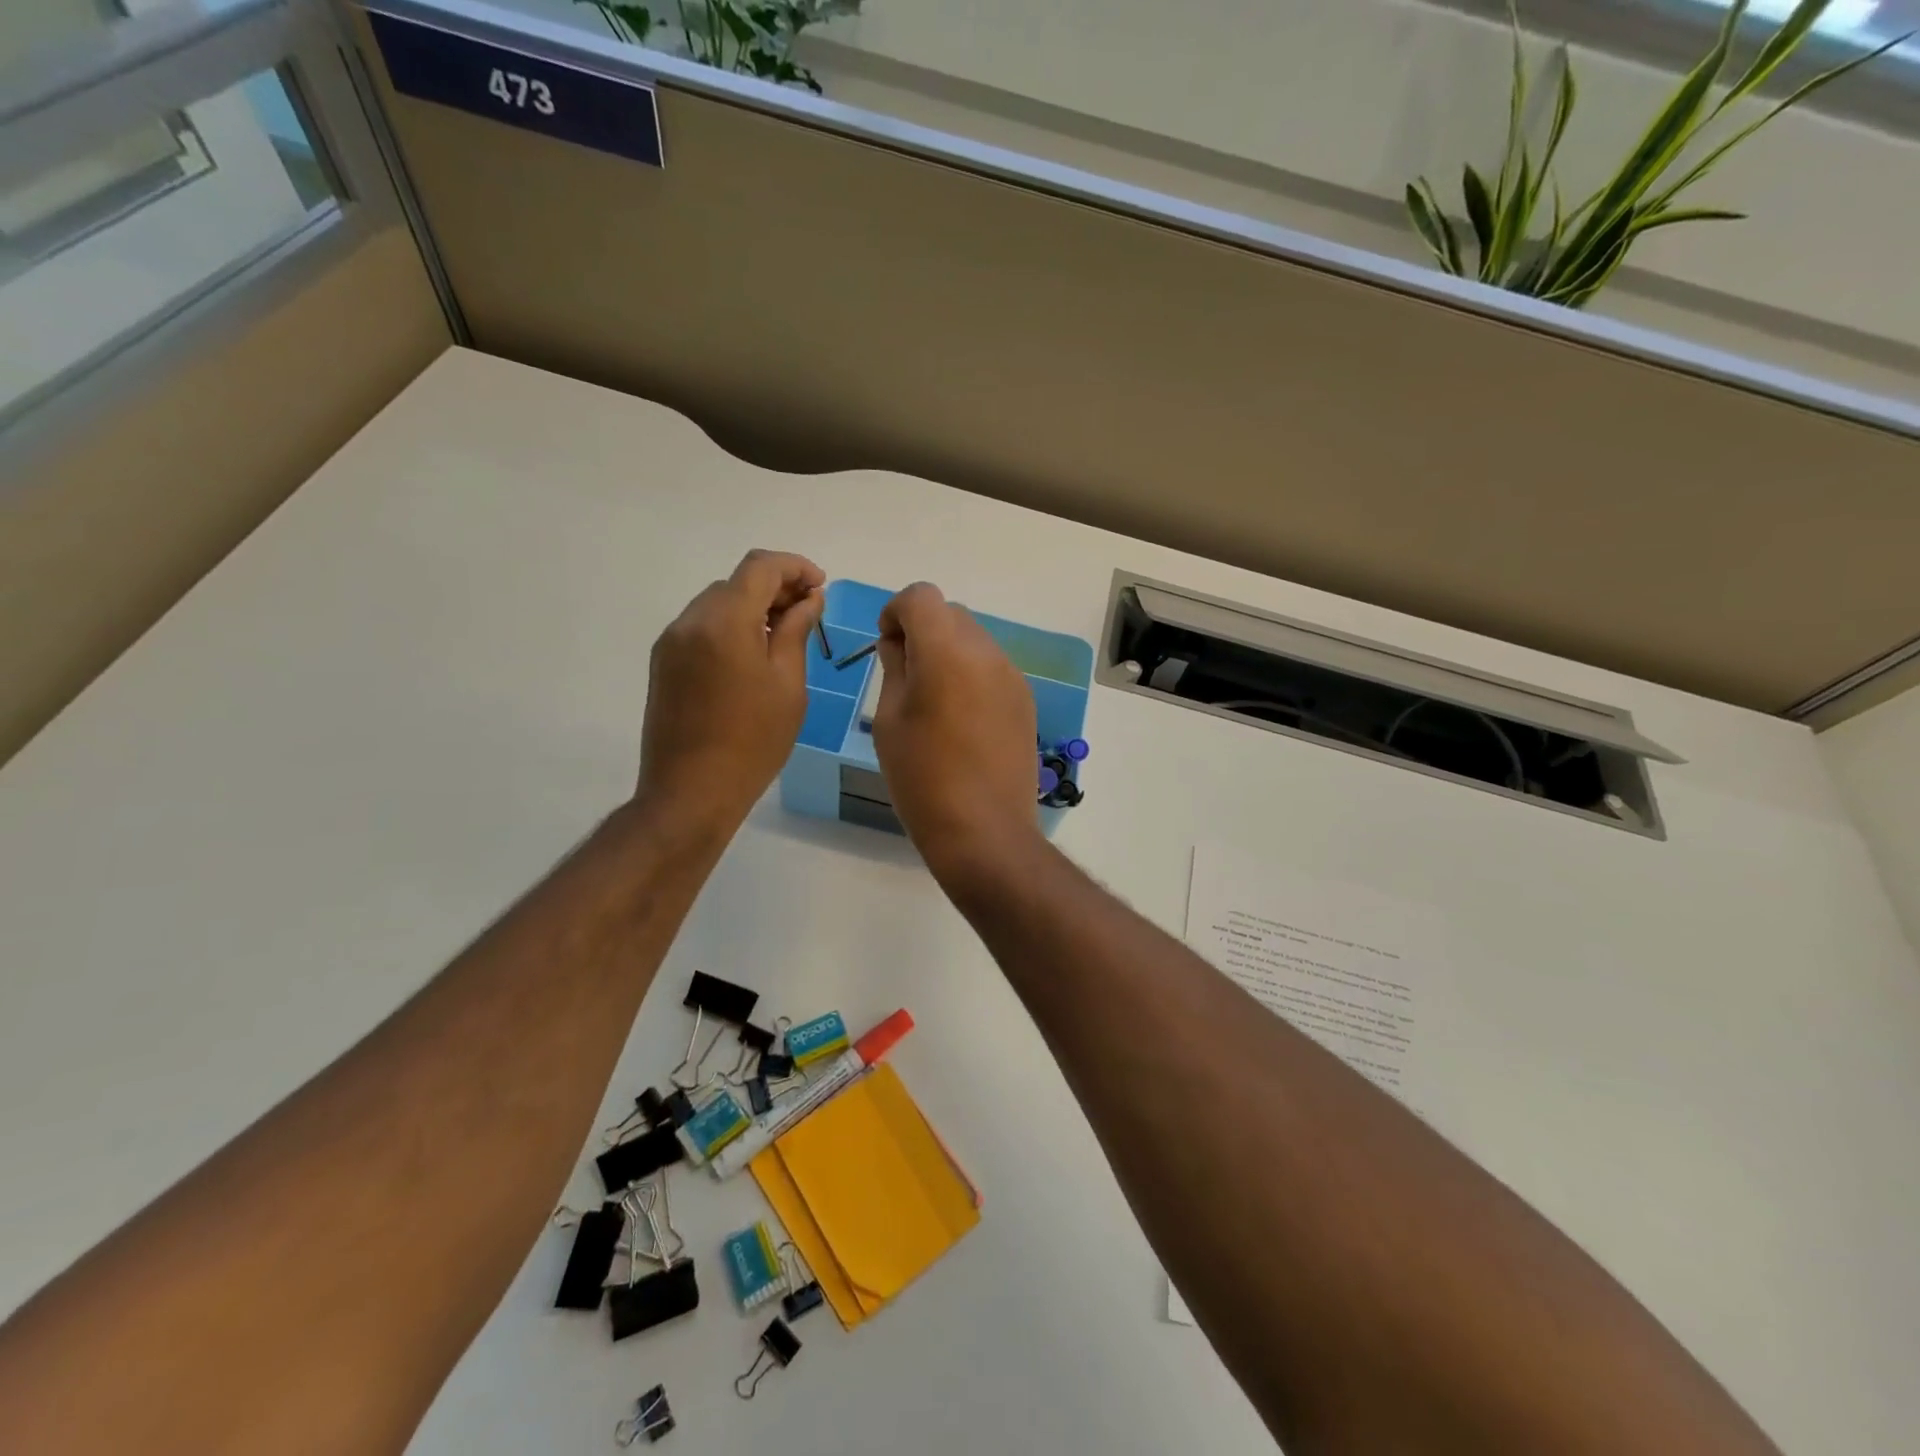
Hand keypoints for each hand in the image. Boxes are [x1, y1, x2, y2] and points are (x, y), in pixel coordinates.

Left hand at [637, 550, 824, 829]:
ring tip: (783, 635)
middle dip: (775, 588)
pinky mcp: (663, 663)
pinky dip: (730, 627)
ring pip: (717, 603)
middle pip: (736, 582)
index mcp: (724, 621)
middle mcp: (690, 621)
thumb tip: (808, 599)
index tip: (820, 586)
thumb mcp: (788, 685)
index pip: (760, 567)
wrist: (691, 792)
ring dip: (752, 607)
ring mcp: (671, 642)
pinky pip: (701, 627)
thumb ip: (796, 631)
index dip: (795, 567)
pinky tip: (752, 655)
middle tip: (808, 613)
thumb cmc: (753, 742)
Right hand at [870, 583, 1042, 883]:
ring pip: (974, 640)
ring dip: (949, 652)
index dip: (896, 612)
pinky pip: (992, 668)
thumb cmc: (922, 779)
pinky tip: (961, 720)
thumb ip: (895, 668)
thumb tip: (899, 643)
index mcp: (947, 652)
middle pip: (950, 614)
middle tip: (906, 675)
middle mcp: (987, 653)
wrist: (984, 831)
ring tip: (934, 702)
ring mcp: (1012, 676)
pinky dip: (971, 674)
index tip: (888, 647)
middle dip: (923, 630)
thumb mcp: (890, 721)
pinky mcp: (1025, 700)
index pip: (921, 596)